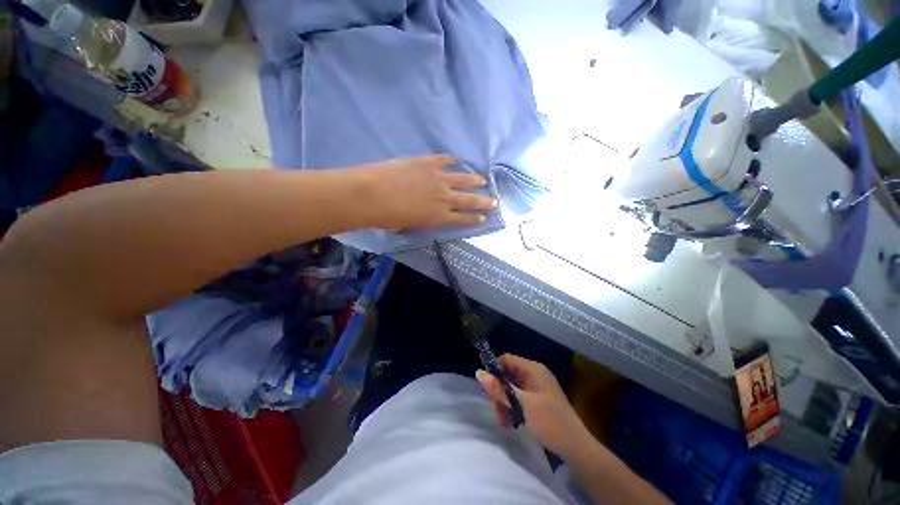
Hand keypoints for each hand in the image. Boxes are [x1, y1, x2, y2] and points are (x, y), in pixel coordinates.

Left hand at [351, 155, 497, 229]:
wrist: (370, 195)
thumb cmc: (386, 217)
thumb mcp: (409, 225)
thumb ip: (424, 220)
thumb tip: (429, 215)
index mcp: (439, 217)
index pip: (463, 218)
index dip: (474, 218)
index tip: (484, 217)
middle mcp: (444, 198)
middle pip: (469, 200)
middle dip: (484, 201)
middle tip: (494, 201)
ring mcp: (438, 178)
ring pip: (463, 179)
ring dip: (475, 180)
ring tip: (483, 180)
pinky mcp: (428, 162)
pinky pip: (445, 160)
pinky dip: (453, 161)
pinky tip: (457, 161)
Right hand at [476, 354, 590, 456]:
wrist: (576, 449)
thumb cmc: (550, 422)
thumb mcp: (521, 405)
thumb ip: (499, 389)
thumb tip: (478, 372)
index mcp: (533, 369)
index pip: (506, 359)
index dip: (494, 370)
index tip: (486, 388)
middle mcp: (535, 375)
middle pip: (508, 375)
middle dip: (500, 392)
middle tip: (497, 411)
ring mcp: (537, 388)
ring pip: (511, 389)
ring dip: (505, 403)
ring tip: (504, 422)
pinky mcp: (538, 401)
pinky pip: (519, 398)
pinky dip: (513, 408)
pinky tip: (511, 423)